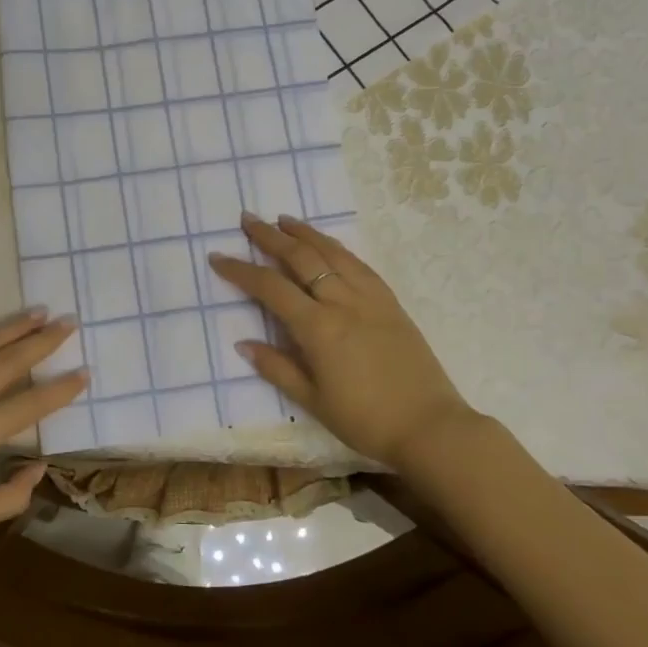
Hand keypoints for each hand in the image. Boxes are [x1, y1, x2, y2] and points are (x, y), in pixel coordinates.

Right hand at [209, 214, 478, 472]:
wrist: (429, 426)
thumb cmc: (365, 420)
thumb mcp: (313, 401)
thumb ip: (277, 368)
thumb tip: (243, 344)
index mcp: (318, 327)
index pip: (270, 288)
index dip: (241, 270)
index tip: (218, 257)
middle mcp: (342, 302)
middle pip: (301, 257)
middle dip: (270, 237)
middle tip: (248, 219)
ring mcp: (370, 298)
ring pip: (332, 253)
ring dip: (305, 233)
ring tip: (284, 220)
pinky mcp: (390, 302)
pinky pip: (359, 264)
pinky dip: (337, 248)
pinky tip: (328, 245)